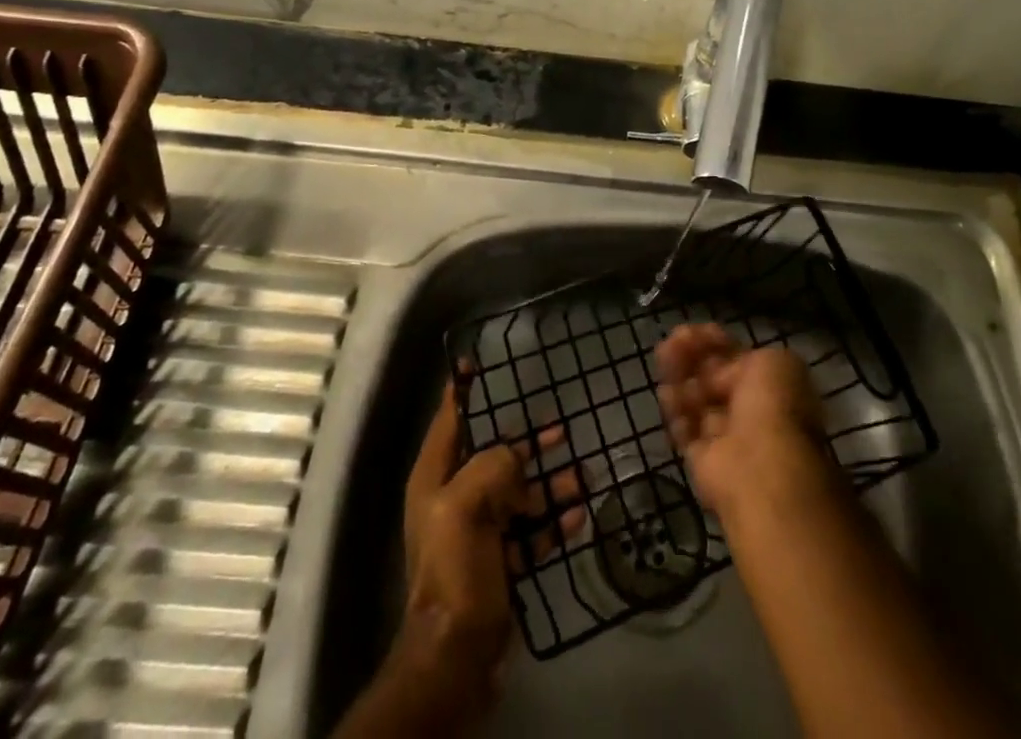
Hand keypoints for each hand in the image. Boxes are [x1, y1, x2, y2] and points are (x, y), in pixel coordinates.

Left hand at [388, 375, 581, 718]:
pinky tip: (579, 514)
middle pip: (494, 456)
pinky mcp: (501, 563)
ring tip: (584, 474)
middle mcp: (454, 499)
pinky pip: (531, 531)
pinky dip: (553, 522)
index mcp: (435, 479)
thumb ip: (494, 466)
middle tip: (561, 426)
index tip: (475, 363)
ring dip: (550, 484)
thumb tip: (518, 458)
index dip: (462, 391)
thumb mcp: (466, 506)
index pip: (450, 420)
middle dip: (527, 443)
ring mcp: (478, 533)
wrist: (456, 656)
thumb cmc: (454, 570)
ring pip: (518, 494)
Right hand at [655, 324, 838, 522]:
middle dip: (693, 355)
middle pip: (714, 377)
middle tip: (673, 339)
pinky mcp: (702, 459)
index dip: (716, 343)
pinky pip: (685, 429)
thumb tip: (719, 372)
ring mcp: (726, 437)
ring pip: (697, 399)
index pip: (739, 359)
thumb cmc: (772, 406)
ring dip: (679, 376)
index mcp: (773, 388)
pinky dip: (675, 410)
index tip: (695, 330)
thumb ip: (744, 357)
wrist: (760, 467)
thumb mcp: (773, 362)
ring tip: (664, 355)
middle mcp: (751, 412)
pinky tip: (666, 391)